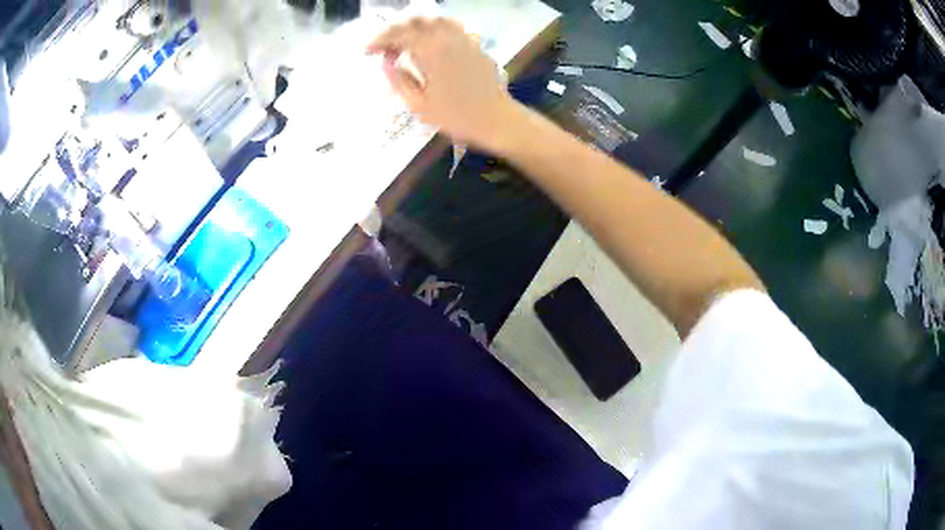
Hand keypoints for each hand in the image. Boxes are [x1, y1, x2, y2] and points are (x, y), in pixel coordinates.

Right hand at [366, 17, 519, 151]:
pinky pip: (451, 25)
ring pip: (433, 19)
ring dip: (413, 26)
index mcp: (430, 51)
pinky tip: (429, 37)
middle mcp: (446, 38)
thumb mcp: (418, 105)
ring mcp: (463, 38)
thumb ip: (398, 80)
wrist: (496, 119)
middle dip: (394, 31)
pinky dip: (434, 26)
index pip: (398, 34)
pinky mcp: (474, 44)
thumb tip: (385, 61)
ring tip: (402, 40)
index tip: (367, 52)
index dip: (379, 40)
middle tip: (382, 47)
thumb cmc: (456, 117)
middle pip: (414, 22)